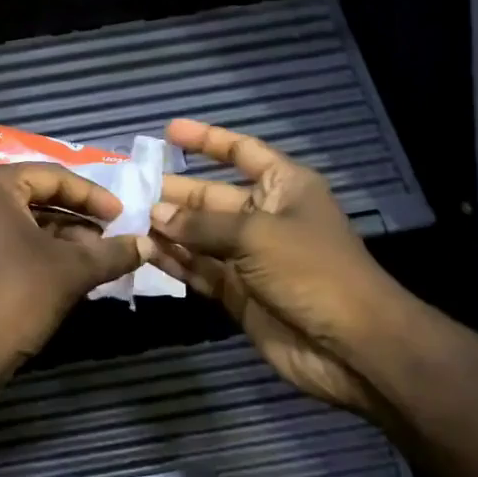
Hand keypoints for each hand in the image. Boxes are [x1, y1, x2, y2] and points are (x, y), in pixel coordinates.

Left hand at [0, 162, 144, 383]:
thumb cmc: (16, 296)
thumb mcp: (72, 269)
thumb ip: (112, 252)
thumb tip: (147, 244)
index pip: (52, 177)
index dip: (93, 196)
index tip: (122, 216)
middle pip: (32, 196)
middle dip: (75, 218)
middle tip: (109, 234)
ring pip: (17, 220)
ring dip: (57, 236)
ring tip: (94, 256)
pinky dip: (31, 249)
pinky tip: (62, 268)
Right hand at [146, 119, 421, 413]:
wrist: (352, 346)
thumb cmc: (311, 270)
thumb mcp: (256, 235)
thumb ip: (202, 225)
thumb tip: (156, 215)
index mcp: (284, 187)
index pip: (242, 152)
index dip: (207, 140)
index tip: (169, 130)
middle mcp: (265, 217)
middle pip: (211, 196)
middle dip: (174, 192)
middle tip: (128, 189)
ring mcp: (250, 257)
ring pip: (200, 235)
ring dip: (167, 229)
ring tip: (125, 220)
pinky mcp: (239, 292)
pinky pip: (200, 269)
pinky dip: (175, 261)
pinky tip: (144, 253)